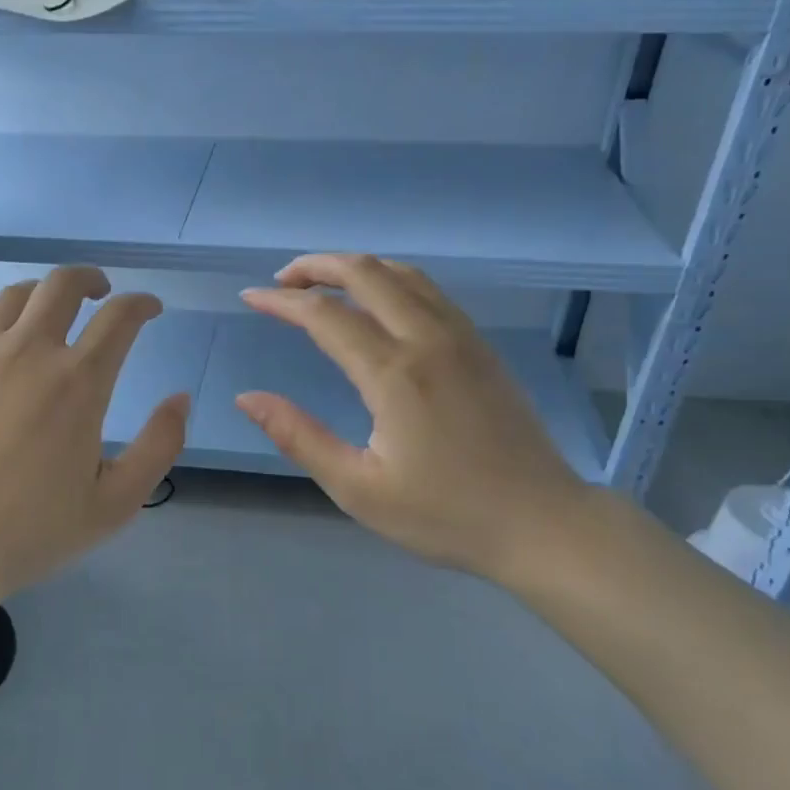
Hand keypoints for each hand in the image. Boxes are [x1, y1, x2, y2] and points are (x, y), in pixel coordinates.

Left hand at [0, 266, 188, 643]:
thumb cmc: (33, 531)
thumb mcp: (117, 502)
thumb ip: (160, 445)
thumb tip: (180, 397)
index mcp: (79, 382)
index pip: (119, 317)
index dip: (141, 304)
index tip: (149, 309)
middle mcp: (28, 352)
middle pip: (62, 285)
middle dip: (89, 280)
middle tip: (99, 293)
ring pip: (9, 297)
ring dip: (37, 295)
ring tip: (44, 312)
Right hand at [237, 254, 591, 589]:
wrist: (541, 523)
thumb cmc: (445, 515)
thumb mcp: (359, 488)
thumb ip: (300, 437)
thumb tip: (247, 398)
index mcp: (393, 373)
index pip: (324, 315)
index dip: (281, 302)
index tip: (250, 298)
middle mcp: (427, 339)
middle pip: (365, 273)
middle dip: (316, 266)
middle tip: (282, 282)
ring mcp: (461, 337)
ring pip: (402, 274)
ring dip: (355, 268)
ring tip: (322, 283)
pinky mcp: (481, 346)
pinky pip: (430, 291)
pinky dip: (391, 280)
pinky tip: (379, 302)